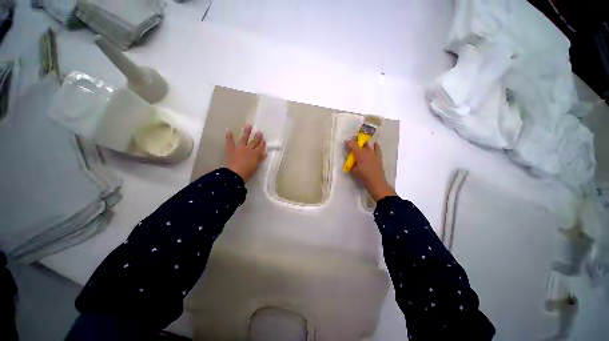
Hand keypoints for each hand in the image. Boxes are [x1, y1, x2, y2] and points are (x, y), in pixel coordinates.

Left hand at [225, 124, 266, 181]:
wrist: (236, 174)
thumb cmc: (248, 172)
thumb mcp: (256, 166)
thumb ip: (260, 159)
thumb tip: (264, 153)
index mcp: (256, 154)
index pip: (261, 147)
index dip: (262, 143)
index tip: (264, 139)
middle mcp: (249, 149)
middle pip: (254, 142)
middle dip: (257, 137)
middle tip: (259, 132)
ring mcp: (240, 148)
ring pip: (244, 138)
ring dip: (246, 132)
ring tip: (248, 126)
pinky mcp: (231, 149)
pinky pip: (230, 142)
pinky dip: (229, 137)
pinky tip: (229, 131)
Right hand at [345, 137, 395, 200]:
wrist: (376, 183)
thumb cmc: (363, 177)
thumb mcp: (353, 170)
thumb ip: (351, 163)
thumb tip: (349, 158)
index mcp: (360, 154)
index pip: (353, 144)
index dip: (349, 142)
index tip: (345, 142)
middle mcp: (367, 152)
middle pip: (361, 143)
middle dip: (356, 141)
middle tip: (352, 142)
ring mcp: (373, 154)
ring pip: (368, 146)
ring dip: (364, 143)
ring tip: (361, 143)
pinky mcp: (378, 158)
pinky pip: (377, 150)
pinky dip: (376, 146)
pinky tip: (375, 144)